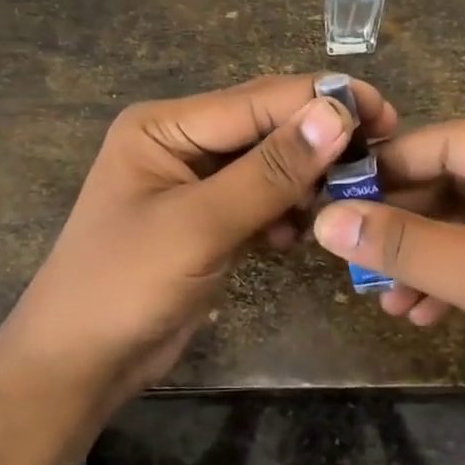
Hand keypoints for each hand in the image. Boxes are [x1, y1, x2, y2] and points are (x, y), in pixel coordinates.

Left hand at [0, 74, 395, 402]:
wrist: (79, 363)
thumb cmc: (123, 286)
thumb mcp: (198, 226)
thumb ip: (268, 171)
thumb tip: (336, 115)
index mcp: (165, 126)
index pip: (257, 101)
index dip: (321, 103)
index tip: (385, 114)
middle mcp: (182, 142)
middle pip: (266, 127)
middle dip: (320, 140)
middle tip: (380, 157)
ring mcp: (196, 183)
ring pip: (270, 165)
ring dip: (306, 180)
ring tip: (344, 200)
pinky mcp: (209, 220)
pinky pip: (262, 200)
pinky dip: (285, 212)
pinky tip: (296, 235)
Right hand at [311, 114, 464, 453]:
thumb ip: (407, 246)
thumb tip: (325, 220)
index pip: (446, 141)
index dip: (384, 172)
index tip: (328, 203)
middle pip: (458, 178)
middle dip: (407, 227)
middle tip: (356, 263)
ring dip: (428, 257)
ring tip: (386, 301)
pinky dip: (461, 272)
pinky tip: (426, 310)